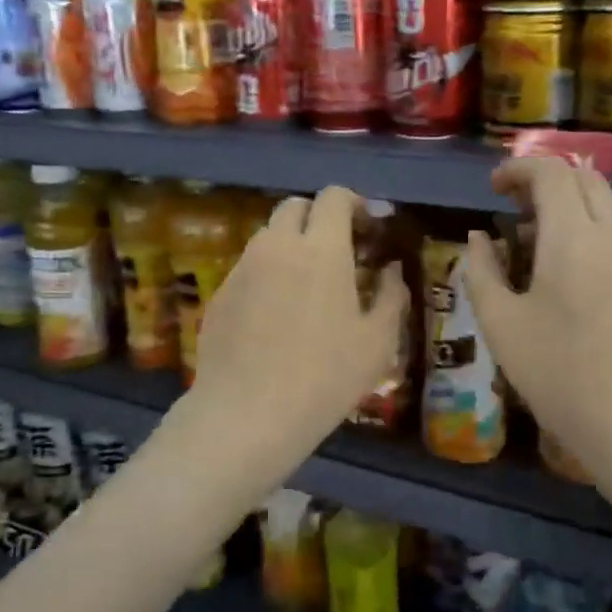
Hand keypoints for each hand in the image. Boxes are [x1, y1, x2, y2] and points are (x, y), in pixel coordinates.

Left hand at [186, 185, 406, 479]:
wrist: (246, 415)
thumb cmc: (324, 378)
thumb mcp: (377, 343)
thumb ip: (390, 296)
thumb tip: (391, 270)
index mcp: (321, 249)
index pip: (333, 197)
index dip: (354, 203)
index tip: (367, 228)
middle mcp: (277, 246)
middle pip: (295, 207)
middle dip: (318, 218)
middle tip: (337, 251)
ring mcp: (243, 268)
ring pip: (268, 236)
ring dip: (291, 244)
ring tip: (306, 284)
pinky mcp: (220, 294)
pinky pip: (248, 268)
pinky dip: (267, 274)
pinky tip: (275, 315)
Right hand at [461, 158, 611, 470]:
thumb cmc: (555, 372)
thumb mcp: (500, 322)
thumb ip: (481, 271)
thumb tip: (477, 237)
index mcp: (573, 238)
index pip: (551, 174)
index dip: (518, 169)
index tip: (492, 187)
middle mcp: (611, 237)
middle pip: (584, 179)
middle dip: (545, 179)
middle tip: (511, 204)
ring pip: (605, 203)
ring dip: (567, 202)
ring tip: (530, 234)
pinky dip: (585, 225)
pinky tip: (560, 264)